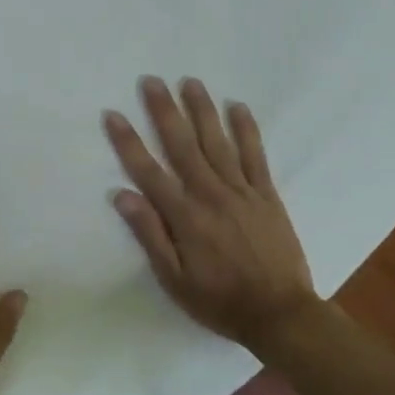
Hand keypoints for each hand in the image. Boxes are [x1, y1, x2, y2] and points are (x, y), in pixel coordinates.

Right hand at [105, 76, 318, 350]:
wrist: (281, 314)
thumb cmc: (219, 301)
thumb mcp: (174, 279)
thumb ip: (150, 234)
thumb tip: (122, 195)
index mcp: (184, 216)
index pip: (148, 171)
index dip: (128, 141)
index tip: (113, 114)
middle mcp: (210, 194)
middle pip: (182, 145)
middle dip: (164, 111)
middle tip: (151, 81)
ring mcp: (242, 191)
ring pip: (217, 142)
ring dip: (202, 110)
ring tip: (190, 82)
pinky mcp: (267, 195)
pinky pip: (255, 155)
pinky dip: (247, 130)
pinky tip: (238, 107)